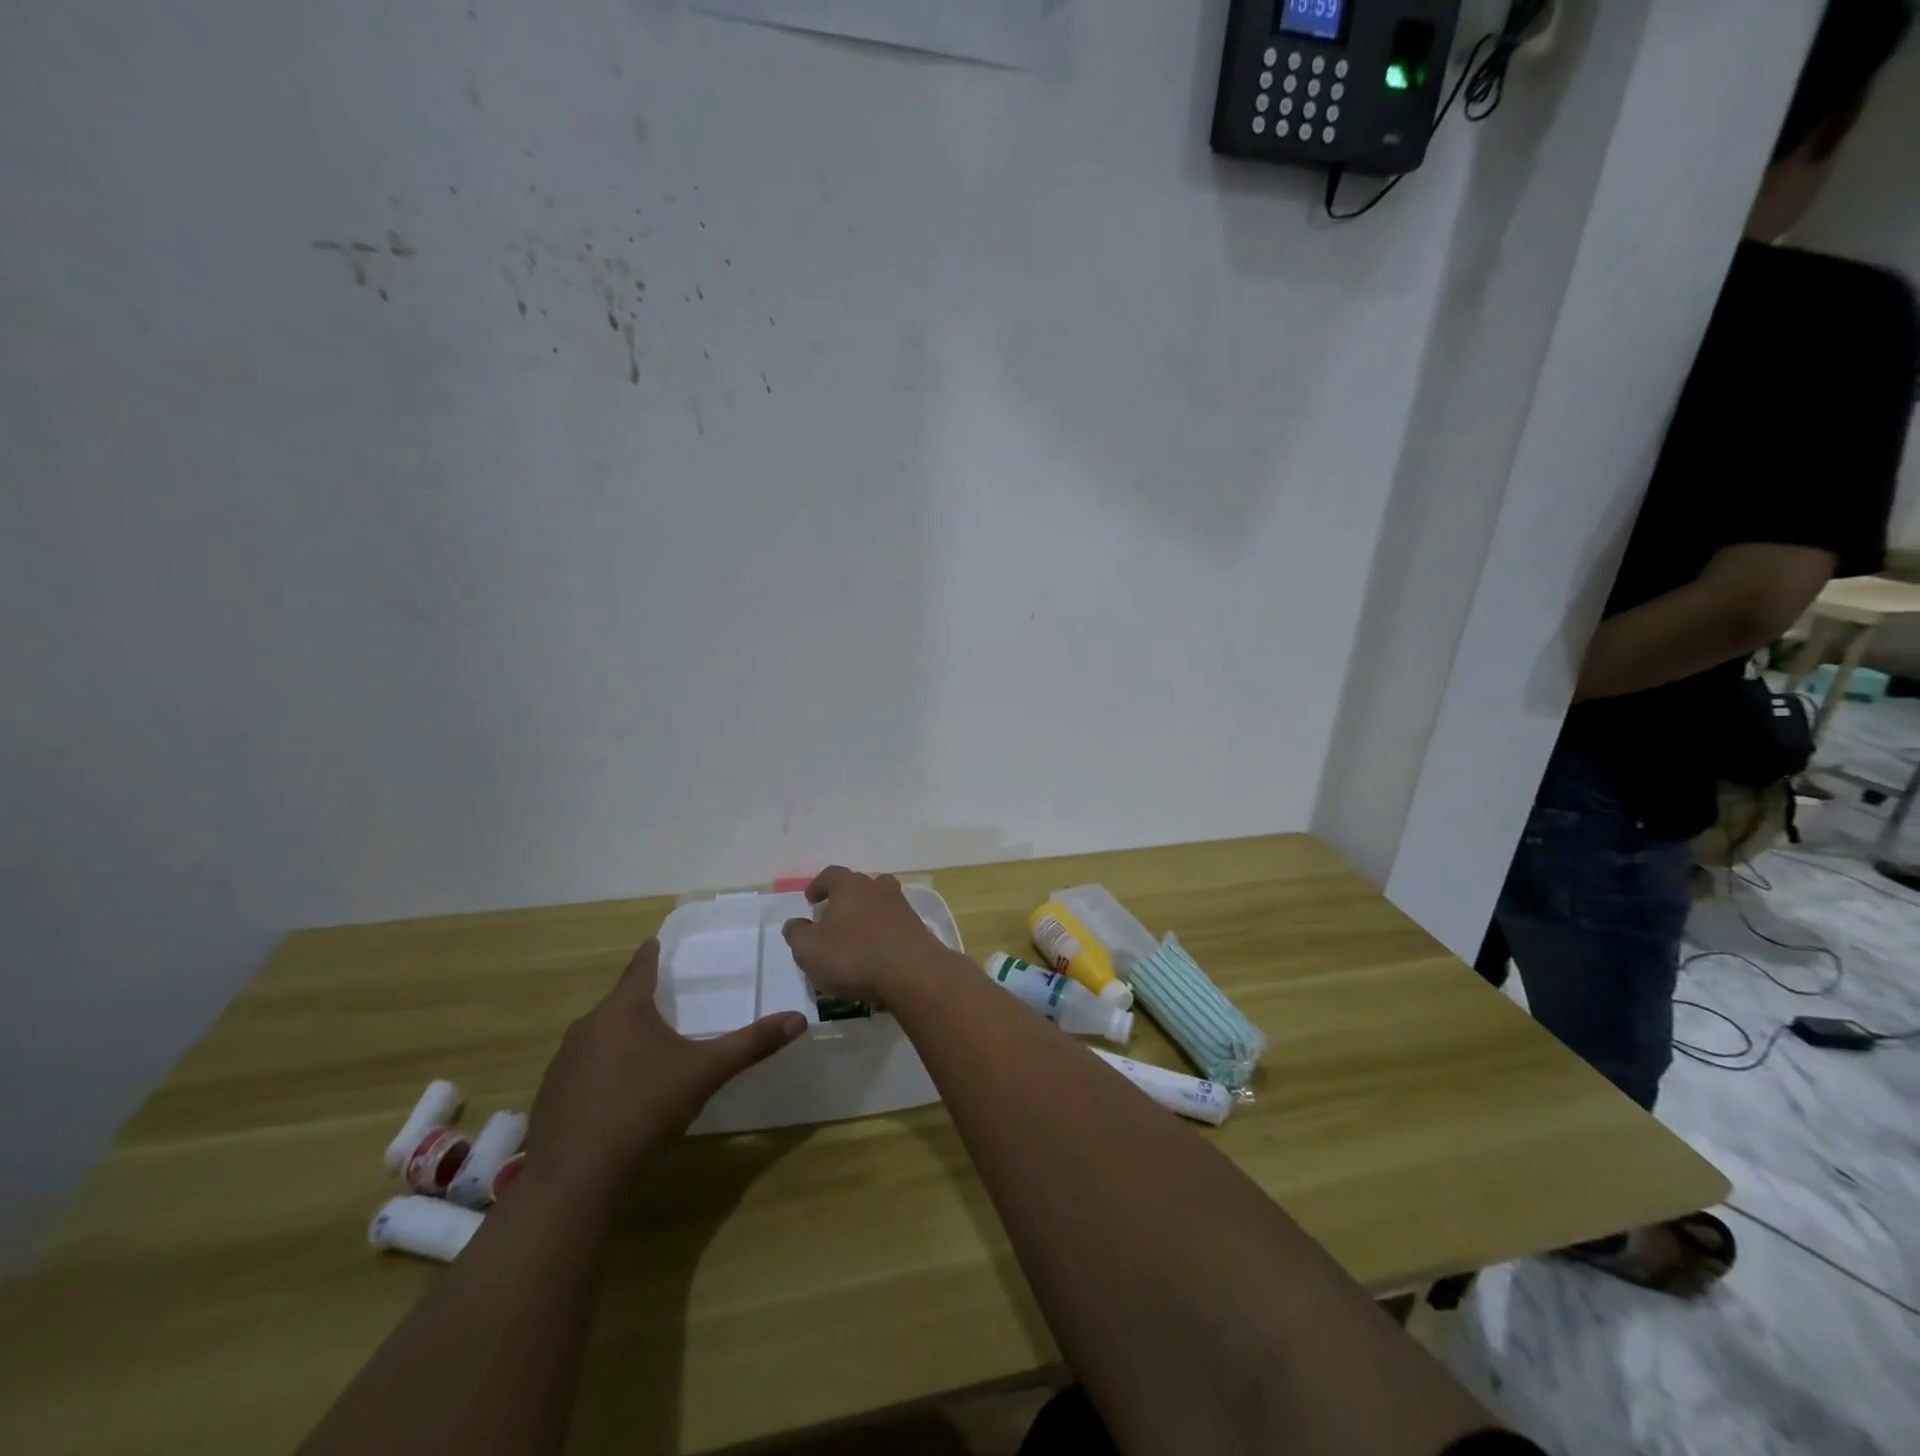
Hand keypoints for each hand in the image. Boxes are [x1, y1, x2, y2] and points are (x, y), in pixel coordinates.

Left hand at [523, 939, 805, 1202]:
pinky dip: (602, 1070)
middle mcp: (588, 1025)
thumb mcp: (706, 1073)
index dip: (651, 954)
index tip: (656, 942)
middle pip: (619, 1003)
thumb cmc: (644, 1109)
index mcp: (624, 1010)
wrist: (574, 1178)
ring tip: (646, 1052)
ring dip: (621, 1038)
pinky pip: (583, 1068)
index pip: (640, 967)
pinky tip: (618, 1095)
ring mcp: (564, 1061)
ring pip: (599, 1036)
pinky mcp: (550, 1094)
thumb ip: (751, 1044)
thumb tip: (798, 1019)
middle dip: (641, 1003)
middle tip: (667, 1005)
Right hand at [782, 866, 956, 1004]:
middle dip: (843, 898)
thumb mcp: (810, 950)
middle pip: (858, 885)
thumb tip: (795, 923)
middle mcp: (877, 887)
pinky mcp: (917, 927)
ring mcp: (901, 906)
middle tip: (832, 918)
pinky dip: (882, 932)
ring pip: (879, 902)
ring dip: (866, 914)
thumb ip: (797, 934)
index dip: (818, 886)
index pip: (830, 875)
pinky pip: (893, 923)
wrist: (914, 974)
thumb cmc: (855, 957)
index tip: (810, 900)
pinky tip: (876, 952)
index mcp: (850, 885)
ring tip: (854, 936)